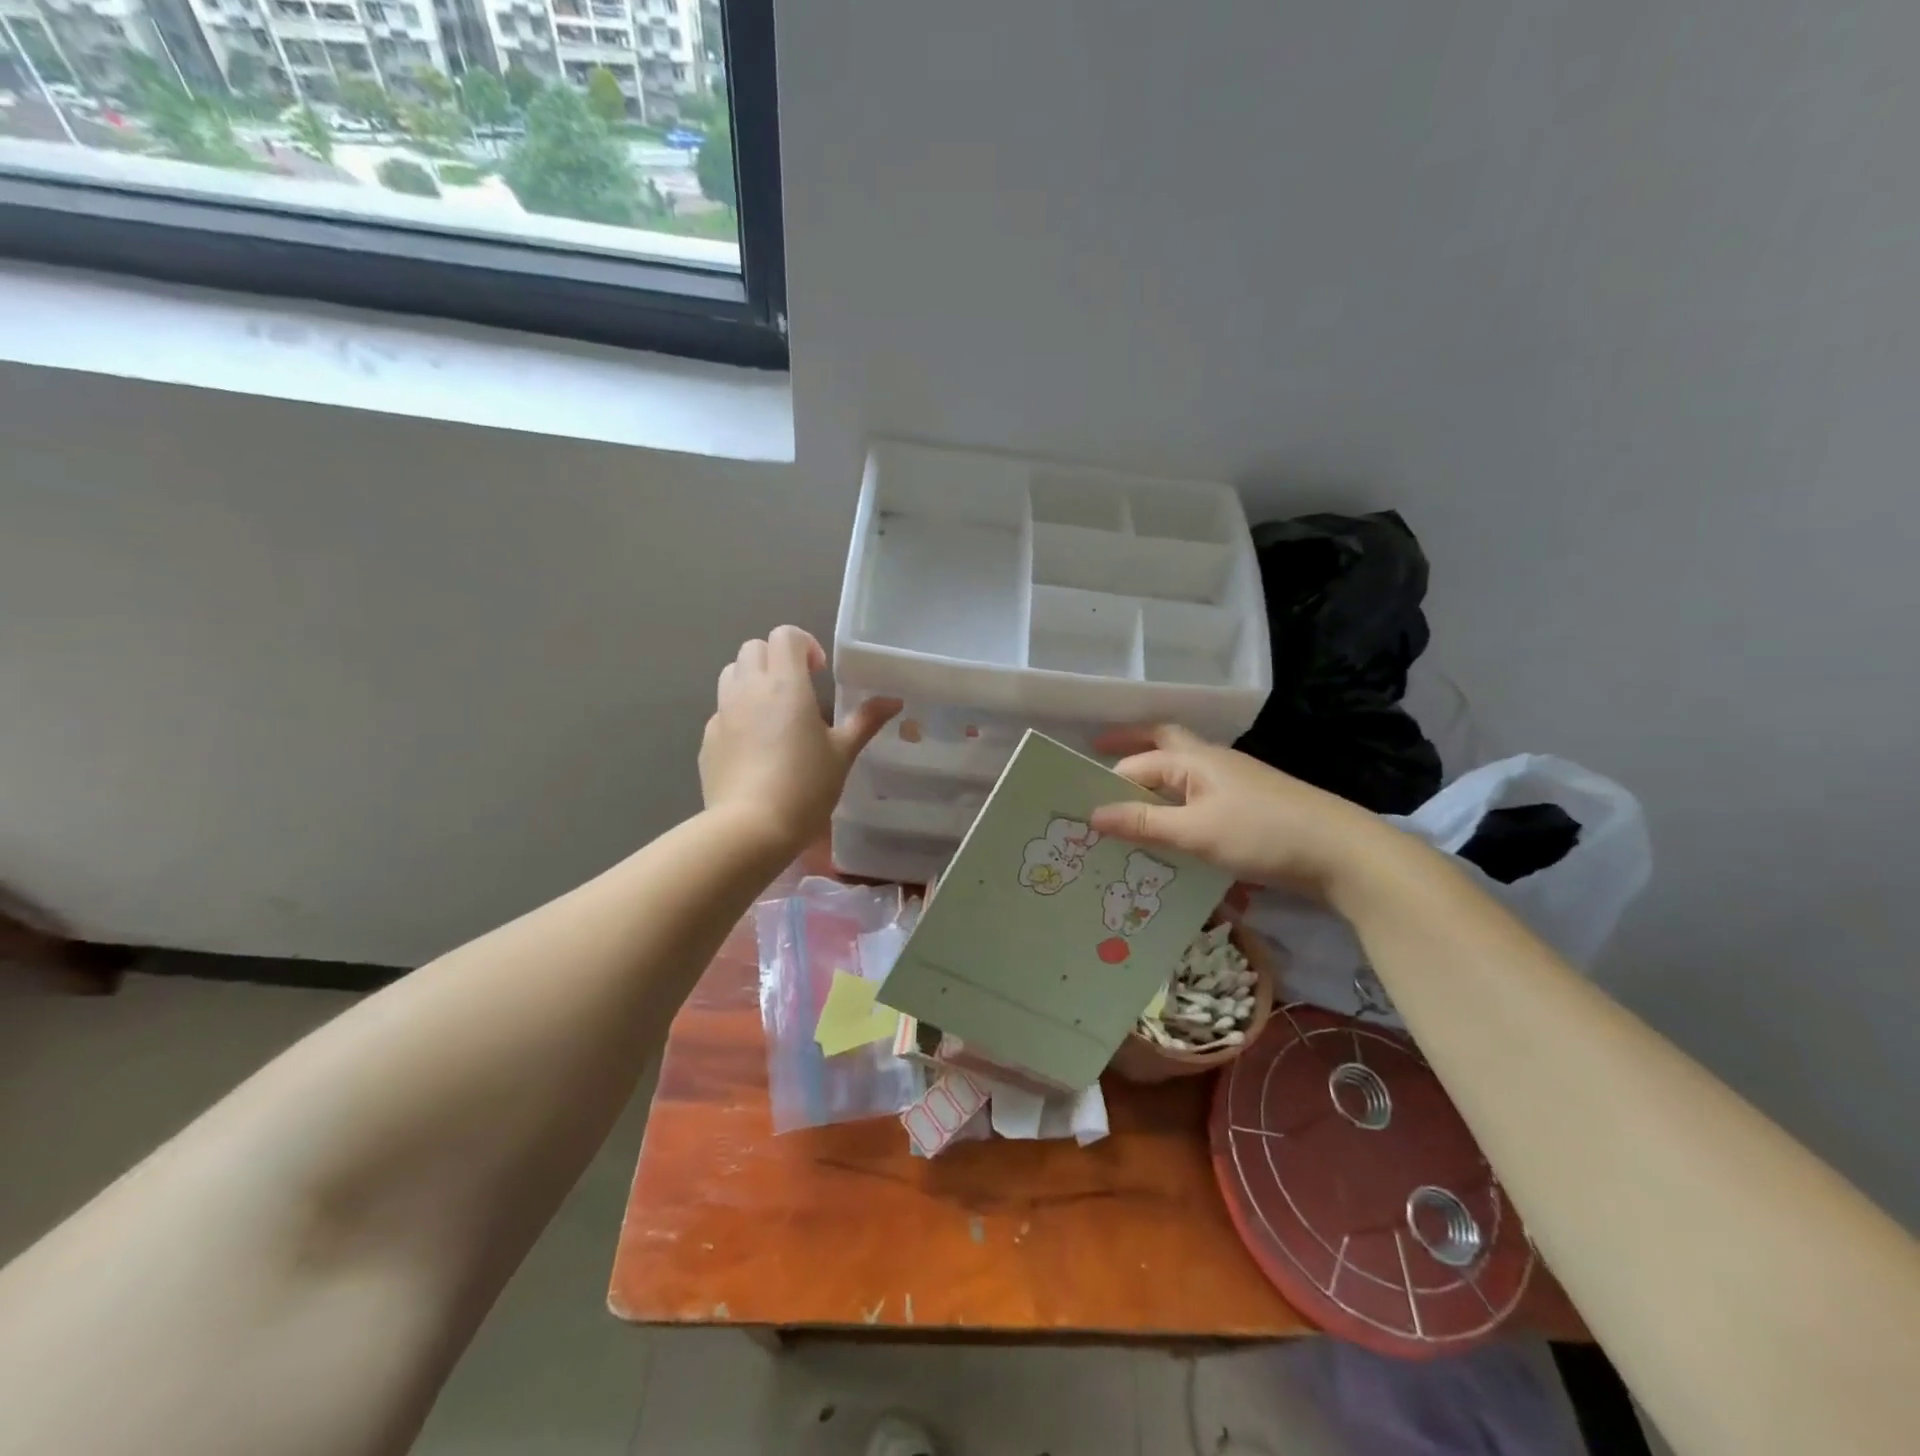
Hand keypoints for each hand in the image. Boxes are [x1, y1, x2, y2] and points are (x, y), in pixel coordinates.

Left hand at [699, 626, 899, 855]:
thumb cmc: (805, 787)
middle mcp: (748, 688)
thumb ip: (865, 721)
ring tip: (774, 713)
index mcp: (785, 684)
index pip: (785, 635)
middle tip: (798, 690)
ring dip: (752, 680)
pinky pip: (722, 711)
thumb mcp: (842, 754)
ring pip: (731, 674)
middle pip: (754, 648)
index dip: (804, 645)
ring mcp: (722, 713)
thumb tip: (893, 700)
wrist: (750, 829)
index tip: (819, 672)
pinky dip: (738, 714)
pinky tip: (755, 748)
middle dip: (776, 658)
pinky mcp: (707, 739)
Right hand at [1089, 725, 1391, 900]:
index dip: (1106, 781)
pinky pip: (1199, 797)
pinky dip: (1177, 804)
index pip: (1137, 764)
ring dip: (1153, 779)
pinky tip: (1171, 828)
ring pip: (1182, 772)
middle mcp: (1211, 762)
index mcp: (1194, 760)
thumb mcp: (1196, 832)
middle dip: (1130, 745)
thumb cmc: (1262, 834)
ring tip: (1126, 801)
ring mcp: (1233, 782)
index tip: (1077, 802)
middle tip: (1098, 751)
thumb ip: (1144, 823)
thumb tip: (1092, 815)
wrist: (1341, 852)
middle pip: (1163, 742)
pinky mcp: (1248, 806)